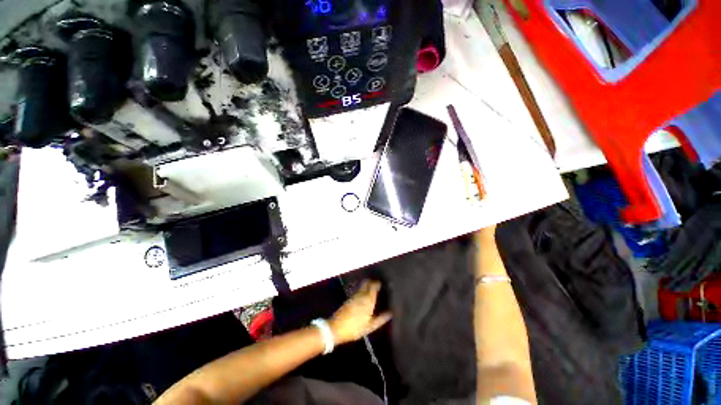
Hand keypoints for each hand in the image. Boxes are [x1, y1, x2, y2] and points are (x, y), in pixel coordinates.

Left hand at [329, 280, 391, 344]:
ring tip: (372, 287)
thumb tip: (390, 313)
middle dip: (372, 281)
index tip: (382, 283)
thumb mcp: (370, 327)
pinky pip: (358, 290)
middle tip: (377, 284)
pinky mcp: (349, 298)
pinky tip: (363, 293)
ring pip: (362, 286)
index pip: (374, 287)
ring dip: (367, 284)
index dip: (378, 283)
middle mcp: (361, 295)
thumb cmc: (355, 328)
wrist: (336, 328)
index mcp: (368, 301)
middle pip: (367, 283)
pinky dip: (362, 289)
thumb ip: (380, 319)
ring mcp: (354, 296)